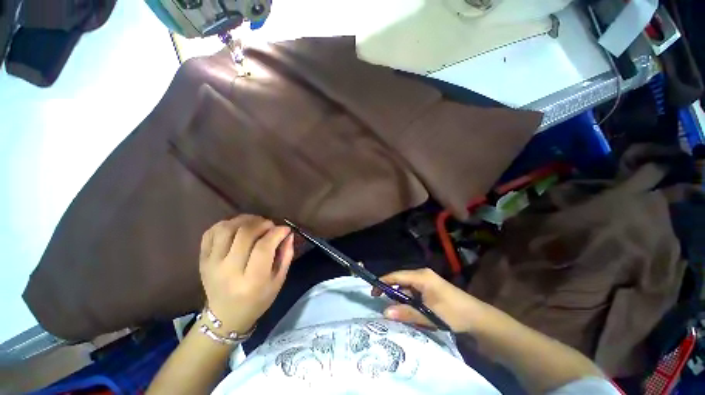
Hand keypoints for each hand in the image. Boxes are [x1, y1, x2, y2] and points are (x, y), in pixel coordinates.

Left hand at [199, 215, 293, 334]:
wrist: (225, 316)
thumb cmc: (257, 300)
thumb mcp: (278, 281)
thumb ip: (286, 256)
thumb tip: (288, 234)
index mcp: (251, 280)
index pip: (264, 247)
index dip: (277, 232)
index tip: (285, 229)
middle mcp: (228, 270)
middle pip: (245, 234)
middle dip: (262, 223)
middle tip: (271, 225)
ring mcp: (211, 263)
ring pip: (226, 229)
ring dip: (245, 220)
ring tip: (255, 223)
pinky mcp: (202, 259)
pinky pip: (211, 233)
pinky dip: (226, 224)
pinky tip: (238, 227)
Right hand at [372, 268, 487, 332]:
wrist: (477, 318)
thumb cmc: (453, 313)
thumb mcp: (428, 314)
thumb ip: (406, 313)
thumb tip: (384, 312)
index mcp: (421, 276)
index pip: (396, 276)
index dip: (383, 282)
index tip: (372, 292)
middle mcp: (422, 275)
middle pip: (400, 281)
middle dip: (391, 292)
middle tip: (381, 303)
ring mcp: (427, 282)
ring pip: (407, 288)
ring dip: (400, 298)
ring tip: (394, 310)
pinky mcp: (430, 289)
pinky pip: (414, 293)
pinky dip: (408, 301)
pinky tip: (407, 310)